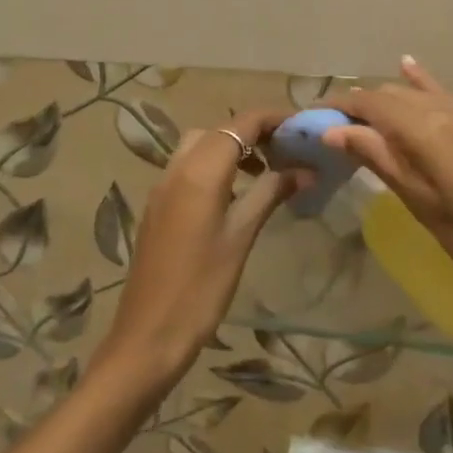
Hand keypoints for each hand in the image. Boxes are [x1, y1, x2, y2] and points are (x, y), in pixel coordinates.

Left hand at [92, 110, 304, 393]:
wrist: (147, 335)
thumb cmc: (201, 287)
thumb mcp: (241, 236)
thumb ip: (270, 193)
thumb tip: (305, 170)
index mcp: (200, 170)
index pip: (241, 123)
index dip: (272, 118)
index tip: (302, 126)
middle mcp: (177, 168)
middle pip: (218, 129)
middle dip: (252, 131)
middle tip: (286, 149)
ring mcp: (163, 186)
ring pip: (200, 145)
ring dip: (232, 147)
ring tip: (265, 170)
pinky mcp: (158, 205)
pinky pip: (188, 166)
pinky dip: (214, 165)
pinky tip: (234, 194)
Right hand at [327, 59, 452, 326]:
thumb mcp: (425, 206)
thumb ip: (381, 160)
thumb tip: (335, 130)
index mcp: (426, 129)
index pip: (370, 104)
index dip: (339, 107)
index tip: (314, 119)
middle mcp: (448, 108)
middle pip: (392, 95)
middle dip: (361, 107)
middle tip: (335, 129)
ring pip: (418, 94)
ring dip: (389, 100)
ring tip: (363, 114)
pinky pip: (447, 94)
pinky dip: (423, 84)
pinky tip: (410, 68)